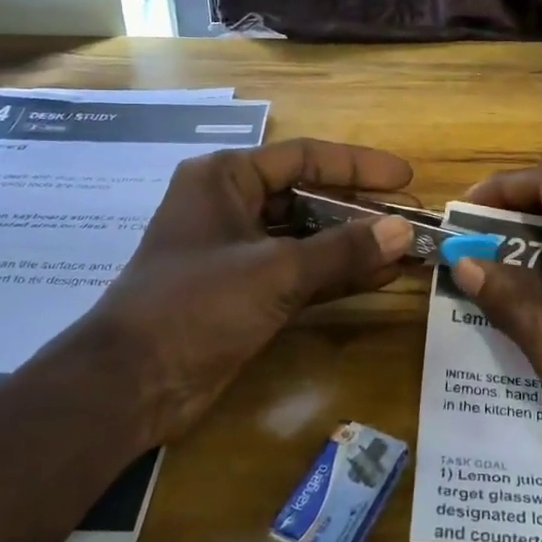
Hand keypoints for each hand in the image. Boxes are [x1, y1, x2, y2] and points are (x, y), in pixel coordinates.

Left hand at [85, 139, 414, 444]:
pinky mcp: (245, 291)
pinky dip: (336, 275)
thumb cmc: (197, 304)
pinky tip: (380, 277)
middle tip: (410, 218)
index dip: (357, 165)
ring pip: (307, 237)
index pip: (304, 157)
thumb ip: (343, 249)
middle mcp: (231, 205)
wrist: (131, 384)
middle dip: (359, 210)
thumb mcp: (276, 271)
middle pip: (308, 196)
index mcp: (226, 178)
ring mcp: (238, 251)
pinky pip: (300, 272)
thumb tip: (403, 231)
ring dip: (353, 245)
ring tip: (405, 248)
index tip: (404, 177)